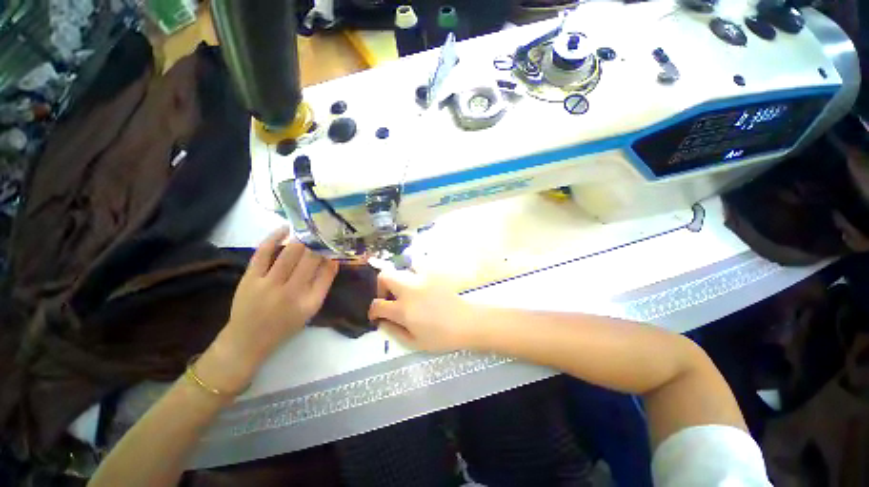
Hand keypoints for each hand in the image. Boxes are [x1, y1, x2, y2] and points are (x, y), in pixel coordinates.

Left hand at [207, 227, 338, 387]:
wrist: (249, 338)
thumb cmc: (286, 323)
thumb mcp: (311, 308)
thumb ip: (323, 283)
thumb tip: (333, 258)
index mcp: (309, 301)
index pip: (326, 271)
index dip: (330, 254)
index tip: (334, 243)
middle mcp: (290, 292)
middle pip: (309, 259)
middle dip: (318, 242)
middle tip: (323, 232)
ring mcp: (268, 284)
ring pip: (289, 253)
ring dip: (301, 239)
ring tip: (308, 229)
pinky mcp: (250, 278)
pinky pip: (263, 252)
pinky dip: (274, 238)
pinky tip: (285, 229)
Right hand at [368, 269, 478, 351]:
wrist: (466, 322)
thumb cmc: (441, 337)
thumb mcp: (414, 342)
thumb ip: (393, 331)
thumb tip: (381, 321)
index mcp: (403, 310)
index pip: (378, 304)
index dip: (373, 311)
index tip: (377, 315)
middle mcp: (409, 290)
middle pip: (384, 276)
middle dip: (380, 287)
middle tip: (388, 298)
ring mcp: (422, 279)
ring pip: (401, 269)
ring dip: (398, 279)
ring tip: (405, 291)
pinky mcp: (433, 274)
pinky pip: (418, 265)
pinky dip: (414, 272)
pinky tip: (419, 284)